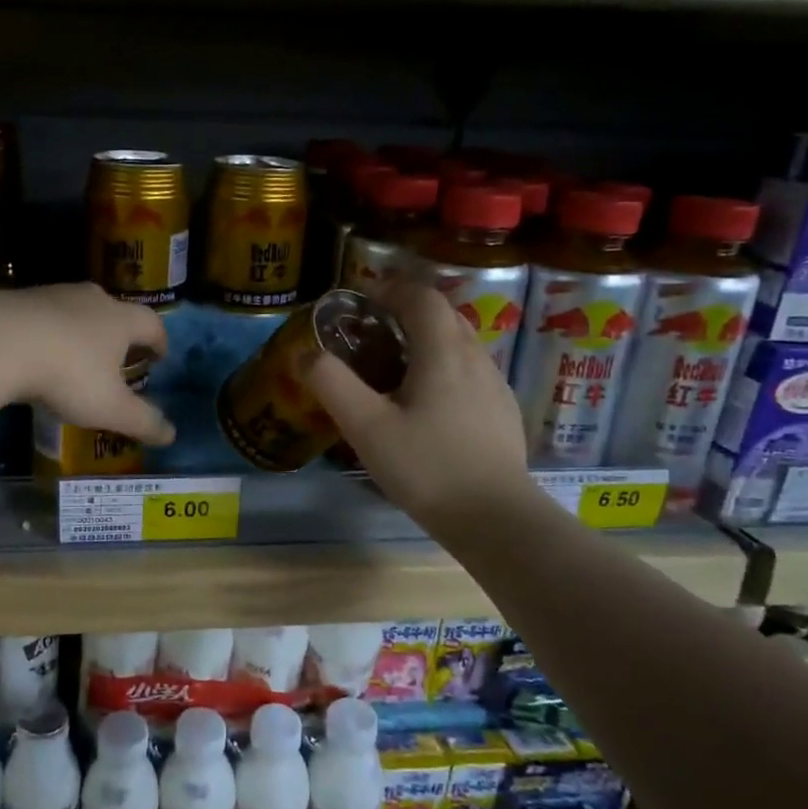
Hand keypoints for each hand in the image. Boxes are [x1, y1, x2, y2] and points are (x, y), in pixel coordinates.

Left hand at [4, 283, 174, 445]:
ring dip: (83, 331)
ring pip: (77, 311)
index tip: (159, 356)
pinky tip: (39, 354)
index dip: (159, 341)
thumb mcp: (110, 408)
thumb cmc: (68, 374)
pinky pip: (43, 317)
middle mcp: (91, 300)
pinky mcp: (18, 300)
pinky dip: (49, 334)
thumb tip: (171, 435)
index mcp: (120, 319)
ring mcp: (53, 295)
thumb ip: (142, 421)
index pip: (152, 324)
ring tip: (78, 357)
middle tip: (120, 357)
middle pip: (115, 311)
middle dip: (120, 334)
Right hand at [307, 281, 529, 537]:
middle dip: (408, 312)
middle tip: (374, 331)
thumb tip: (305, 353)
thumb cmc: (427, 467)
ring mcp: (495, 386)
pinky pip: (471, 372)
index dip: (392, 289)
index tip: (363, 298)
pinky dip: (445, 368)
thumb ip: (332, 384)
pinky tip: (428, 404)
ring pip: (460, 344)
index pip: (422, 297)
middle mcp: (475, 358)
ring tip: (397, 366)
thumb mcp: (366, 427)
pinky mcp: (502, 413)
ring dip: (428, 340)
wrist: (496, 519)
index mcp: (443, 352)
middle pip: (444, 315)